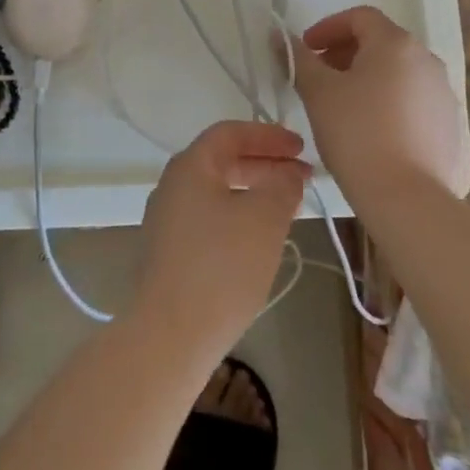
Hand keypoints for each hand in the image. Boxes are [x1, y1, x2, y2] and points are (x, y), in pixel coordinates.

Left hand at [136, 121, 308, 359]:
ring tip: (289, 207)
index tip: (301, 148)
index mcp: (189, 166)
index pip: (230, 133)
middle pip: (223, 161)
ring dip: (254, 192)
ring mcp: (167, 221)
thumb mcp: (265, 218)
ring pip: (218, 192)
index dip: (268, 135)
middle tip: (302, 177)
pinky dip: (238, 216)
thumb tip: (287, 174)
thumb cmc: (221, 266)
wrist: (170, 336)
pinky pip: (210, 219)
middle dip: (265, 164)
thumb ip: (282, 185)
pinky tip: (260, 240)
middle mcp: (172, 186)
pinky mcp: (169, 253)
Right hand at [292, 5, 469, 207]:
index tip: (306, 50)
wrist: (408, 199)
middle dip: (346, 54)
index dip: (328, 27)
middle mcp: (427, 60)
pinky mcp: (452, 127)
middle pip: (382, 43)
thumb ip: (299, 59)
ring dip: (369, 79)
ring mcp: (445, 94)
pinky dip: (391, 104)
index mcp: (396, 44)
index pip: (360, 17)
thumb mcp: (318, 93)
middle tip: (320, 78)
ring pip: (400, 74)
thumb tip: (280, 36)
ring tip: (345, 107)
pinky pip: (415, 102)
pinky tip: (373, 133)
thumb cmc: (357, 134)